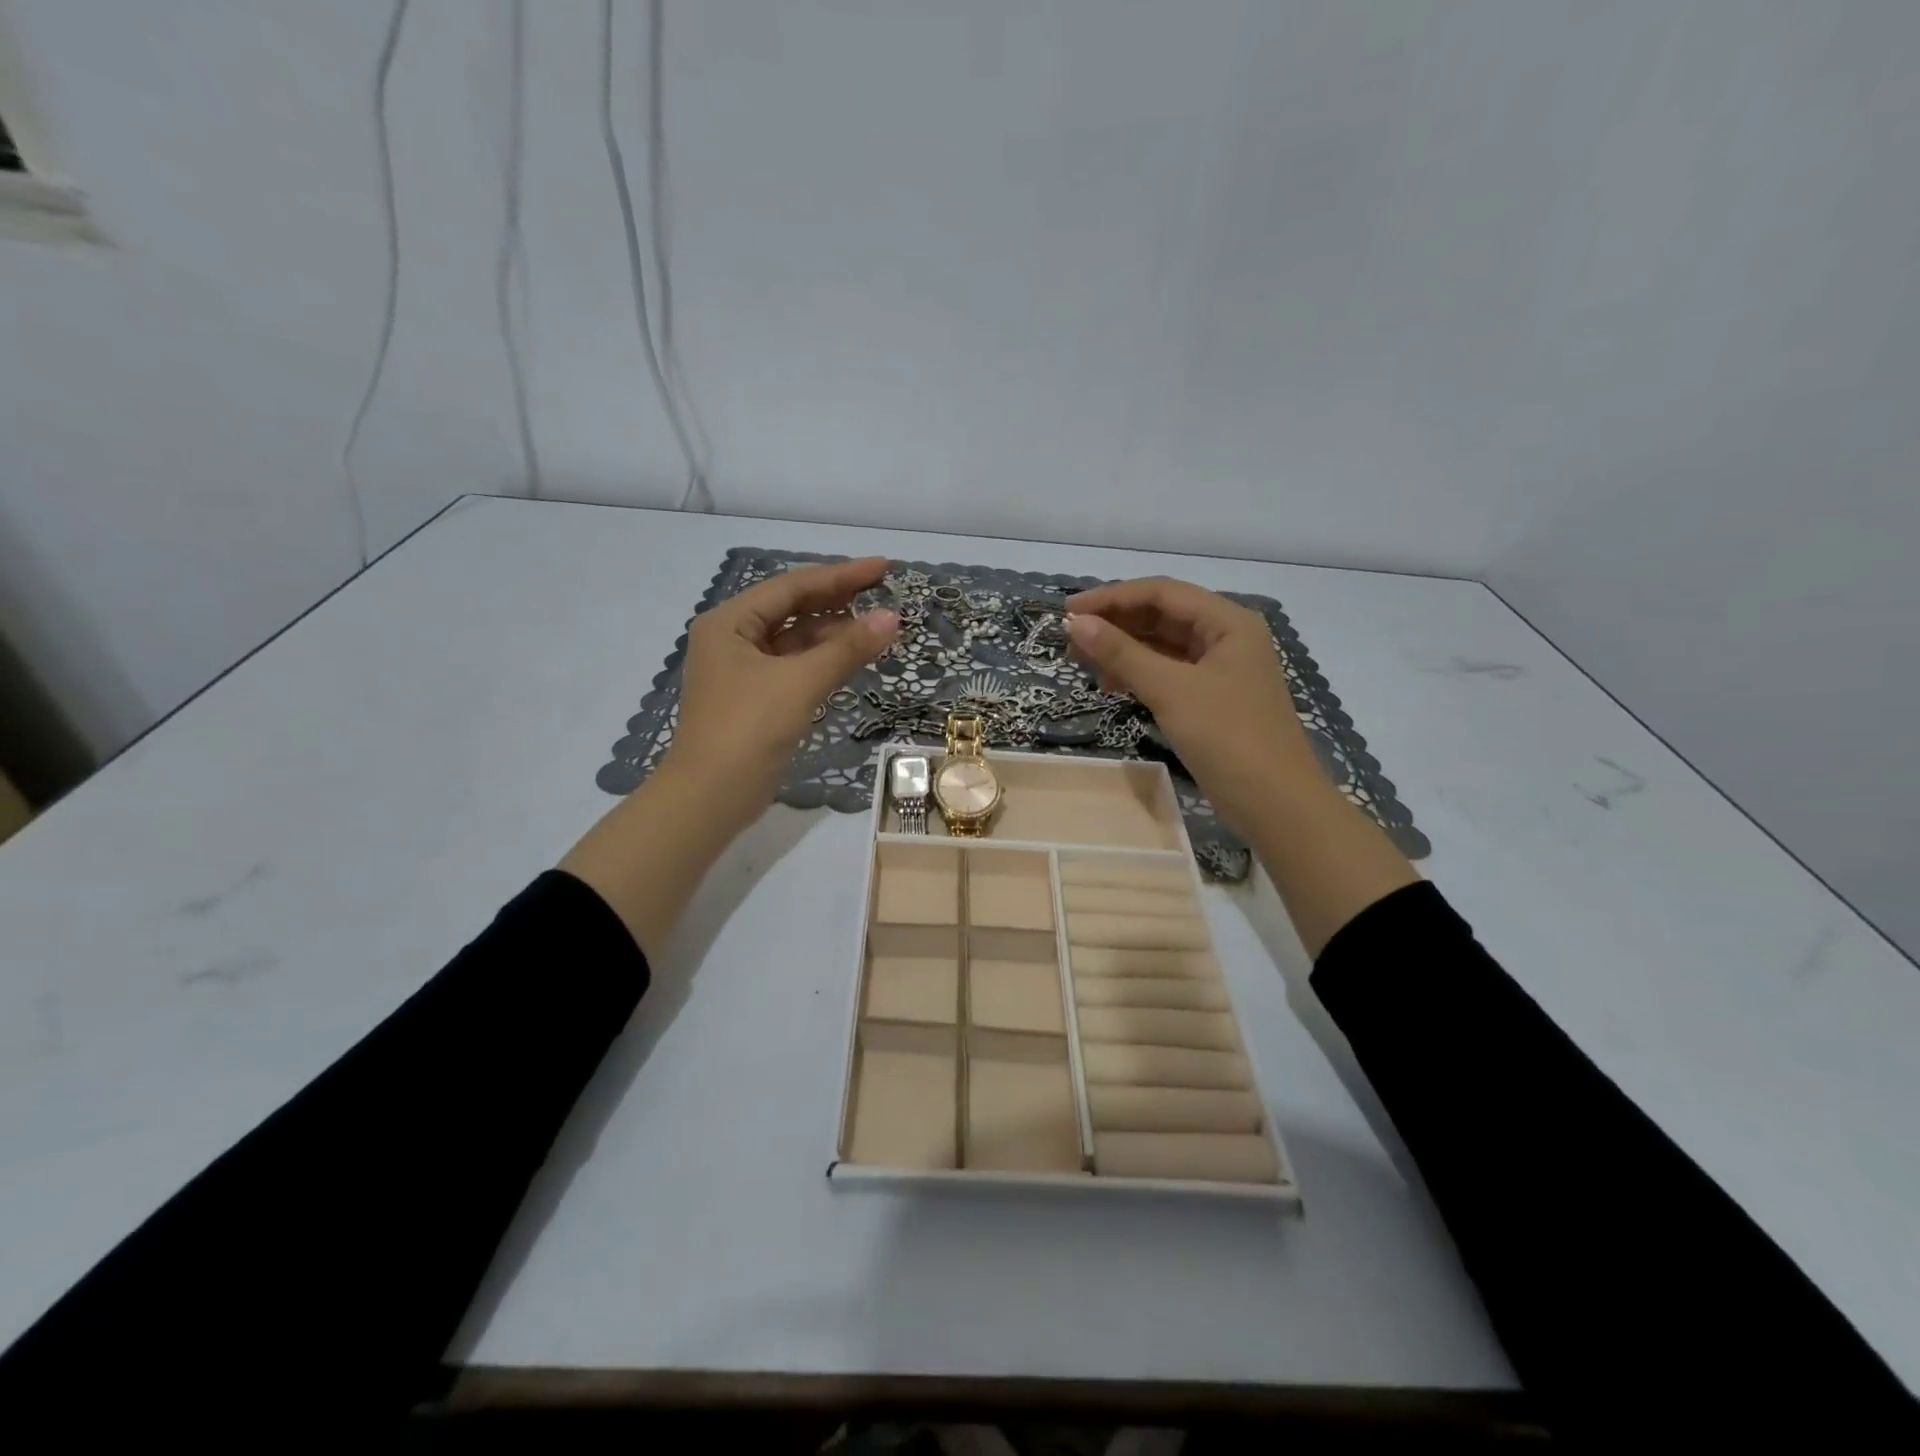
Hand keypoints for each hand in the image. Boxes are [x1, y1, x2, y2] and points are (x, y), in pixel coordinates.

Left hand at [663, 556, 899, 827]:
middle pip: (792, 609)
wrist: (711, 797)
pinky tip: (851, 658)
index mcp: (730, 622)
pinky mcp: (756, 699)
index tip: (883, 568)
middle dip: (838, 600)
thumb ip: (847, 648)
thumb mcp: (800, 683)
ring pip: (795, 640)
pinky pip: (794, 667)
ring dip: (833, 633)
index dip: (841, 575)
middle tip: (884, 591)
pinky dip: (822, 661)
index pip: (792, 586)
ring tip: (876, 626)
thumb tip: (892, 617)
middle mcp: (732, 639)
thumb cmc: (749, 729)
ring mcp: (743, 671)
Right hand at [1064, 577, 1317, 838]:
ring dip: (1124, 648)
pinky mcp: (1213, 697)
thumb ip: (1121, 653)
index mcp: (1228, 621)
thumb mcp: (1171, 691)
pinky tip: (1111, 684)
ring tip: (1083, 661)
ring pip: (1163, 644)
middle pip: (1162, 615)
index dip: (1111, 597)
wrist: (1276, 805)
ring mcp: (1221, 668)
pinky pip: (1168, 671)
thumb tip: (1075, 624)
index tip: (1067, 611)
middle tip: (1070, 639)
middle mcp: (1226, 636)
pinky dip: (1139, 673)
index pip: (1161, 592)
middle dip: (1116, 623)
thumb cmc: (1228, 738)